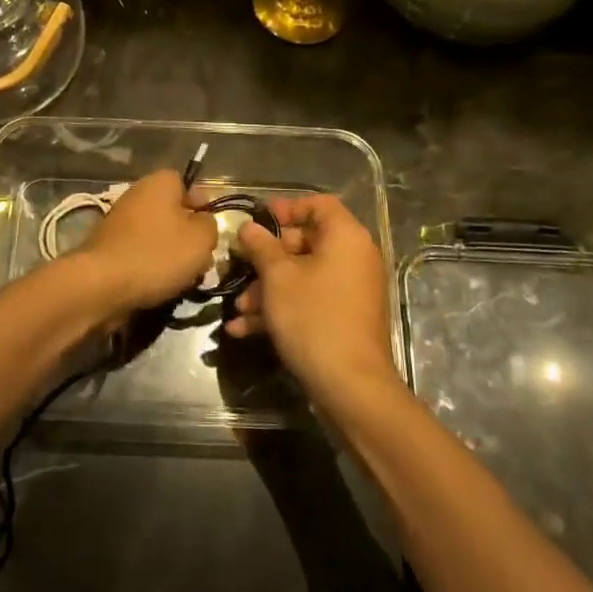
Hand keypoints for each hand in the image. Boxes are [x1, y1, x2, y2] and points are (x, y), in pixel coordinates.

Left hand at [69, 169, 217, 317]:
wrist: (102, 285)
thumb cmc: (157, 254)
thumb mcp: (200, 239)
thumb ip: (210, 225)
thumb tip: (203, 223)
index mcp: (159, 183)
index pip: (187, 183)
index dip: (203, 205)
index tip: (211, 230)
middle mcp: (137, 195)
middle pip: (174, 212)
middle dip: (189, 236)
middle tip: (202, 259)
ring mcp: (120, 222)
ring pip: (159, 235)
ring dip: (173, 256)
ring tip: (184, 279)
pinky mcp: (110, 248)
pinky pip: (141, 253)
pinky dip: (152, 267)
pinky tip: (160, 286)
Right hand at [229, 194, 398, 398]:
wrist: (350, 386)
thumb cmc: (313, 317)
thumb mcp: (278, 277)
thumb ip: (261, 246)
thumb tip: (249, 227)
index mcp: (345, 238)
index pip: (318, 205)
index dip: (287, 207)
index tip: (258, 220)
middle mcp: (354, 258)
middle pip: (306, 243)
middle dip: (267, 258)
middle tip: (240, 266)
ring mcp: (350, 291)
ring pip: (303, 277)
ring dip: (268, 290)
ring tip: (239, 309)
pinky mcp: (345, 319)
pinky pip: (310, 301)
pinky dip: (282, 310)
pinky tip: (245, 329)